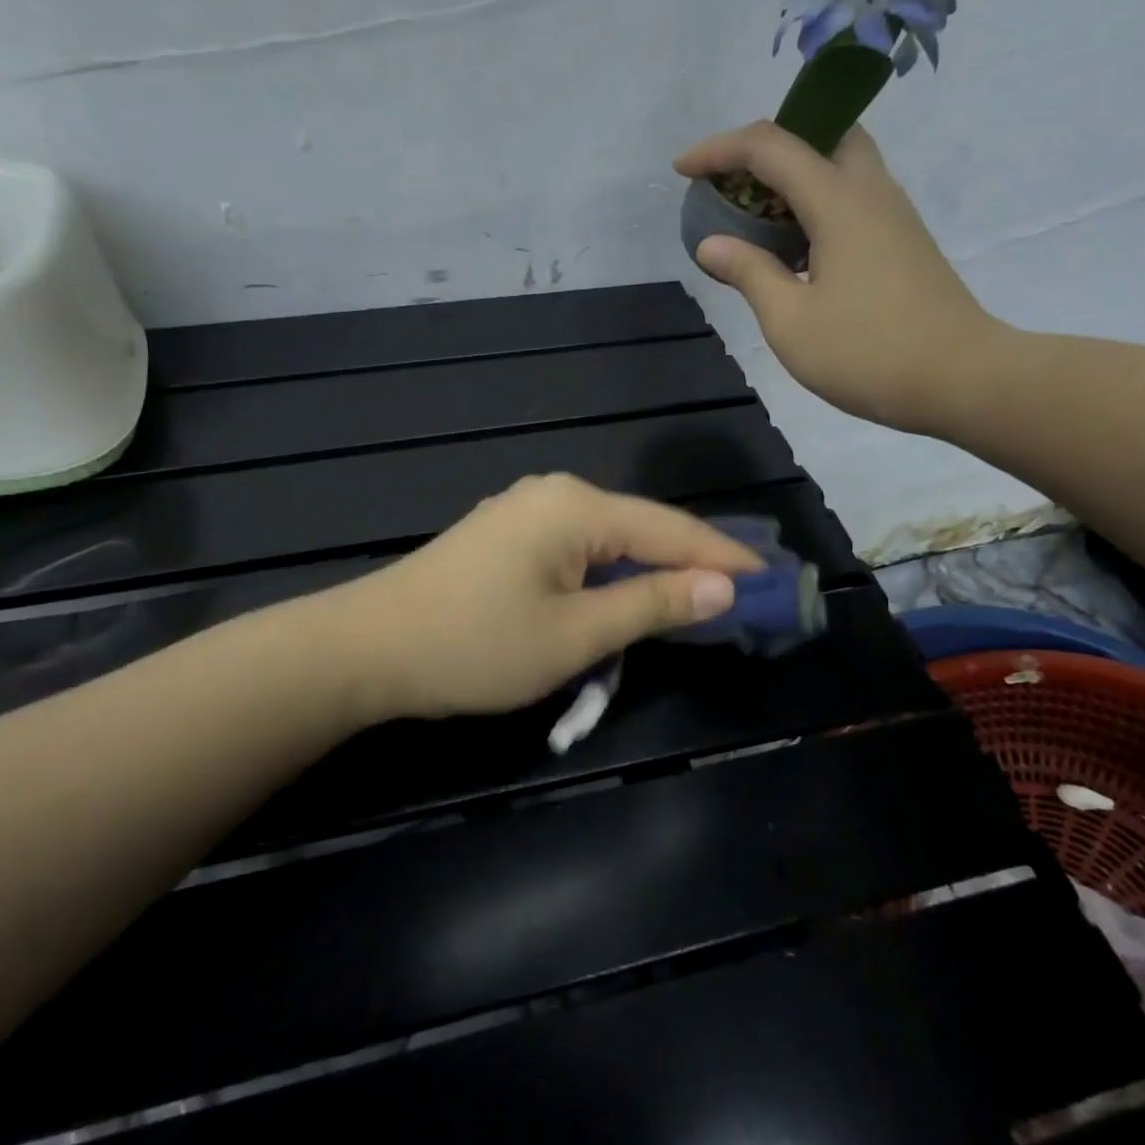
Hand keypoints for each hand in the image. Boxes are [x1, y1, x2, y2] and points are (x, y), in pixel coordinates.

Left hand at [336, 474, 764, 719]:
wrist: (368, 649)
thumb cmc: (476, 645)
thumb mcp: (575, 634)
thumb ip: (652, 604)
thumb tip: (722, 587)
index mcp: (577, 507)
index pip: (673, 530)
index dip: (726, 559)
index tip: (776, 583)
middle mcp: (555, 496)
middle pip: (643, 530)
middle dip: (693, 566)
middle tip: (746, 598)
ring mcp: (524, 515)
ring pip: (609, 543)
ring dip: (650, 574)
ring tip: (699, 603)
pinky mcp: (504, 539)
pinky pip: (577, 553)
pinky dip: (610, 578)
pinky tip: (627, 599)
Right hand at [675, 121, 1010, 433]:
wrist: (960, 379)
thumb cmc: (867, 352)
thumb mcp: (790, 321)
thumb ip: (749, 273)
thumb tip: (711, 244)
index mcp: (839, 201)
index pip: (770, 147)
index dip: (719, 150)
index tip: (682, 170)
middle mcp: (871, 191)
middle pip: (819, 135)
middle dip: (766, 148)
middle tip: (732, 186)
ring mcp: (893, 215)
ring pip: (840, 165)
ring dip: (793, 177)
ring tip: (755, 219)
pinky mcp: (903, 241)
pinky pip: (852, 197)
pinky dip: (814, 204)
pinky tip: (794, 250)